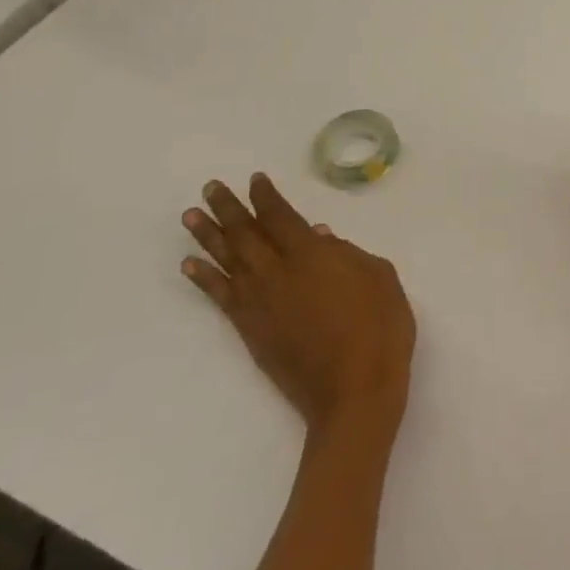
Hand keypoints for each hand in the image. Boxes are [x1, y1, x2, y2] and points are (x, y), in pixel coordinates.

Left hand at [181, 174, 415, 435]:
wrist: (354, 390)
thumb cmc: (380, 328)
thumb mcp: (381, 278)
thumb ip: (348, 253)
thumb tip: (319, 237)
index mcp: (313, 255)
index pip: (281, 217)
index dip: (266, 197)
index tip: (255, 180)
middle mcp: (278, 273)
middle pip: (246, 233)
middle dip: (228, 208)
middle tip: (210, 188)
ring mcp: (260, 303)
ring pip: (227, 261)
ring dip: (207, 237)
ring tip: (189, 216)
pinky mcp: (250, 330)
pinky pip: (220, 296)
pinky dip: (204, 278)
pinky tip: (191, 264)